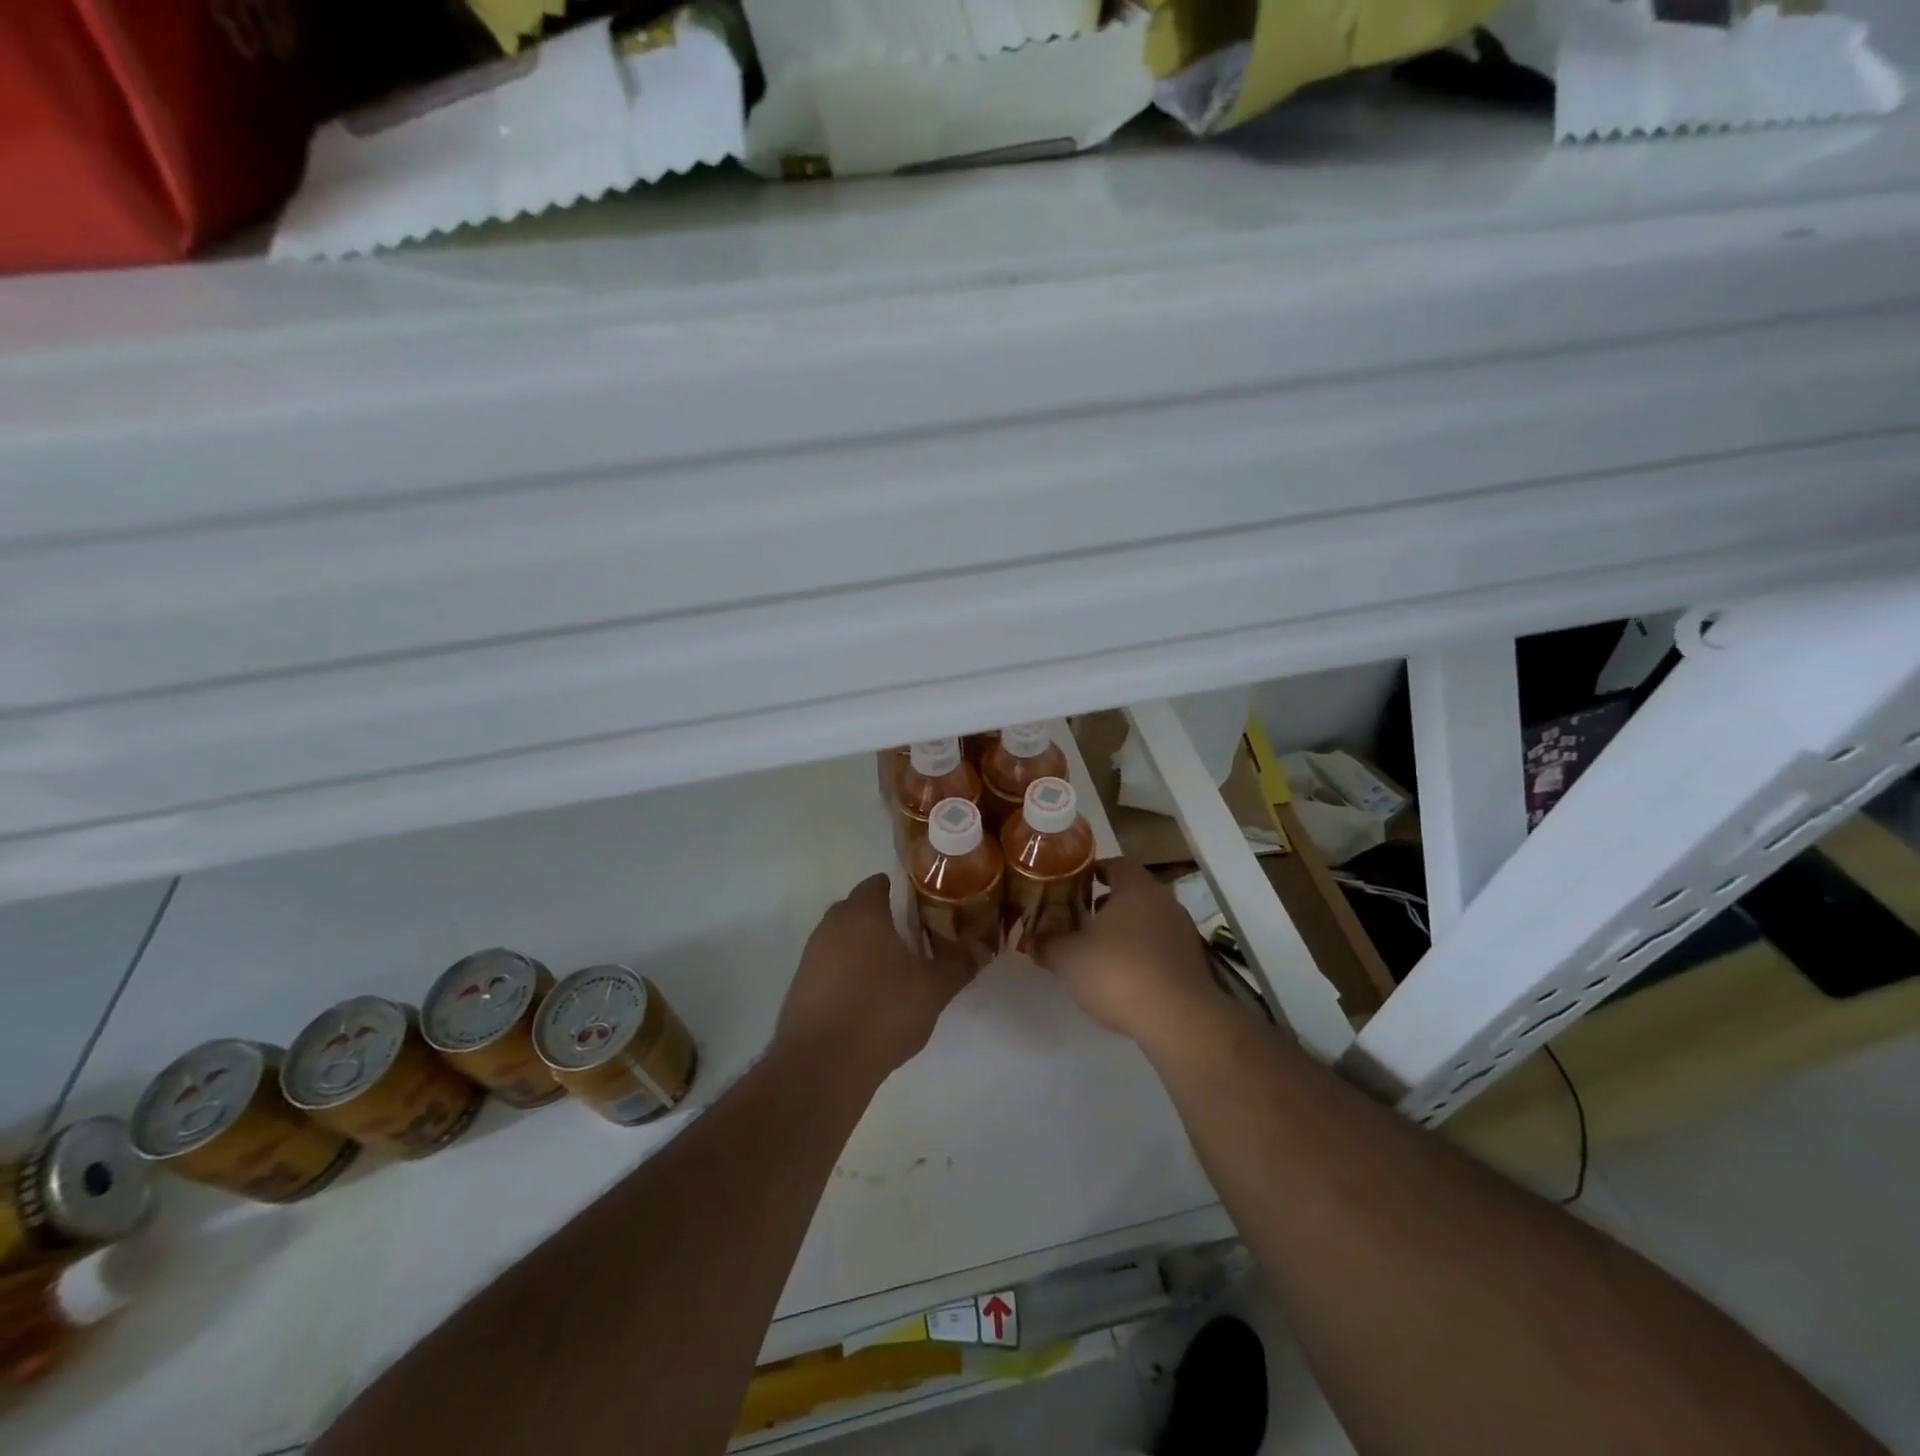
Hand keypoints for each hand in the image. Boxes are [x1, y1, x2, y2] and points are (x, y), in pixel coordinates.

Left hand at [776, 874, 975, 1081]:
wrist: (821, 1065)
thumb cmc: (882, 1011)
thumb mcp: (933, 989)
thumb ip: (959, 963)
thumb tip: (984, 946)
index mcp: (862, 913)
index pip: (878, 884)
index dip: (901, 891)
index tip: (923, 909)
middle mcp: (831, 925)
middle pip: (859, 910)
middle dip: (884, 921)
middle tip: (914, 941)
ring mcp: (810, 956)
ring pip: (842, 940)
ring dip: (864, 950)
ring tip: (894, 974)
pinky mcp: (799, 988)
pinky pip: (829, 969)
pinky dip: (847, 976)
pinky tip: (867, 1001)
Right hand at [1035, 858, 1217, 1043]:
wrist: (1179, 1019)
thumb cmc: (1118, 973)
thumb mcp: (1069, 959)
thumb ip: (1048, 944)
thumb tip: (1031, 939)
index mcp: (1136, 889)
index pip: (1118, 864)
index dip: (1096, 870)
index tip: (1077, 883)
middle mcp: (1165, 902)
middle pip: (1135, 892)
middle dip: (1109, 902)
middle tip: (1083, 917)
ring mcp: (1184, 932)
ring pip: (1150, 920)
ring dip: (1128, 929)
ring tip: (1102, 950)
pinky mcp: (1194, 962)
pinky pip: (1163, 946)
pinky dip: (1144, 953)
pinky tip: (1127, 976)